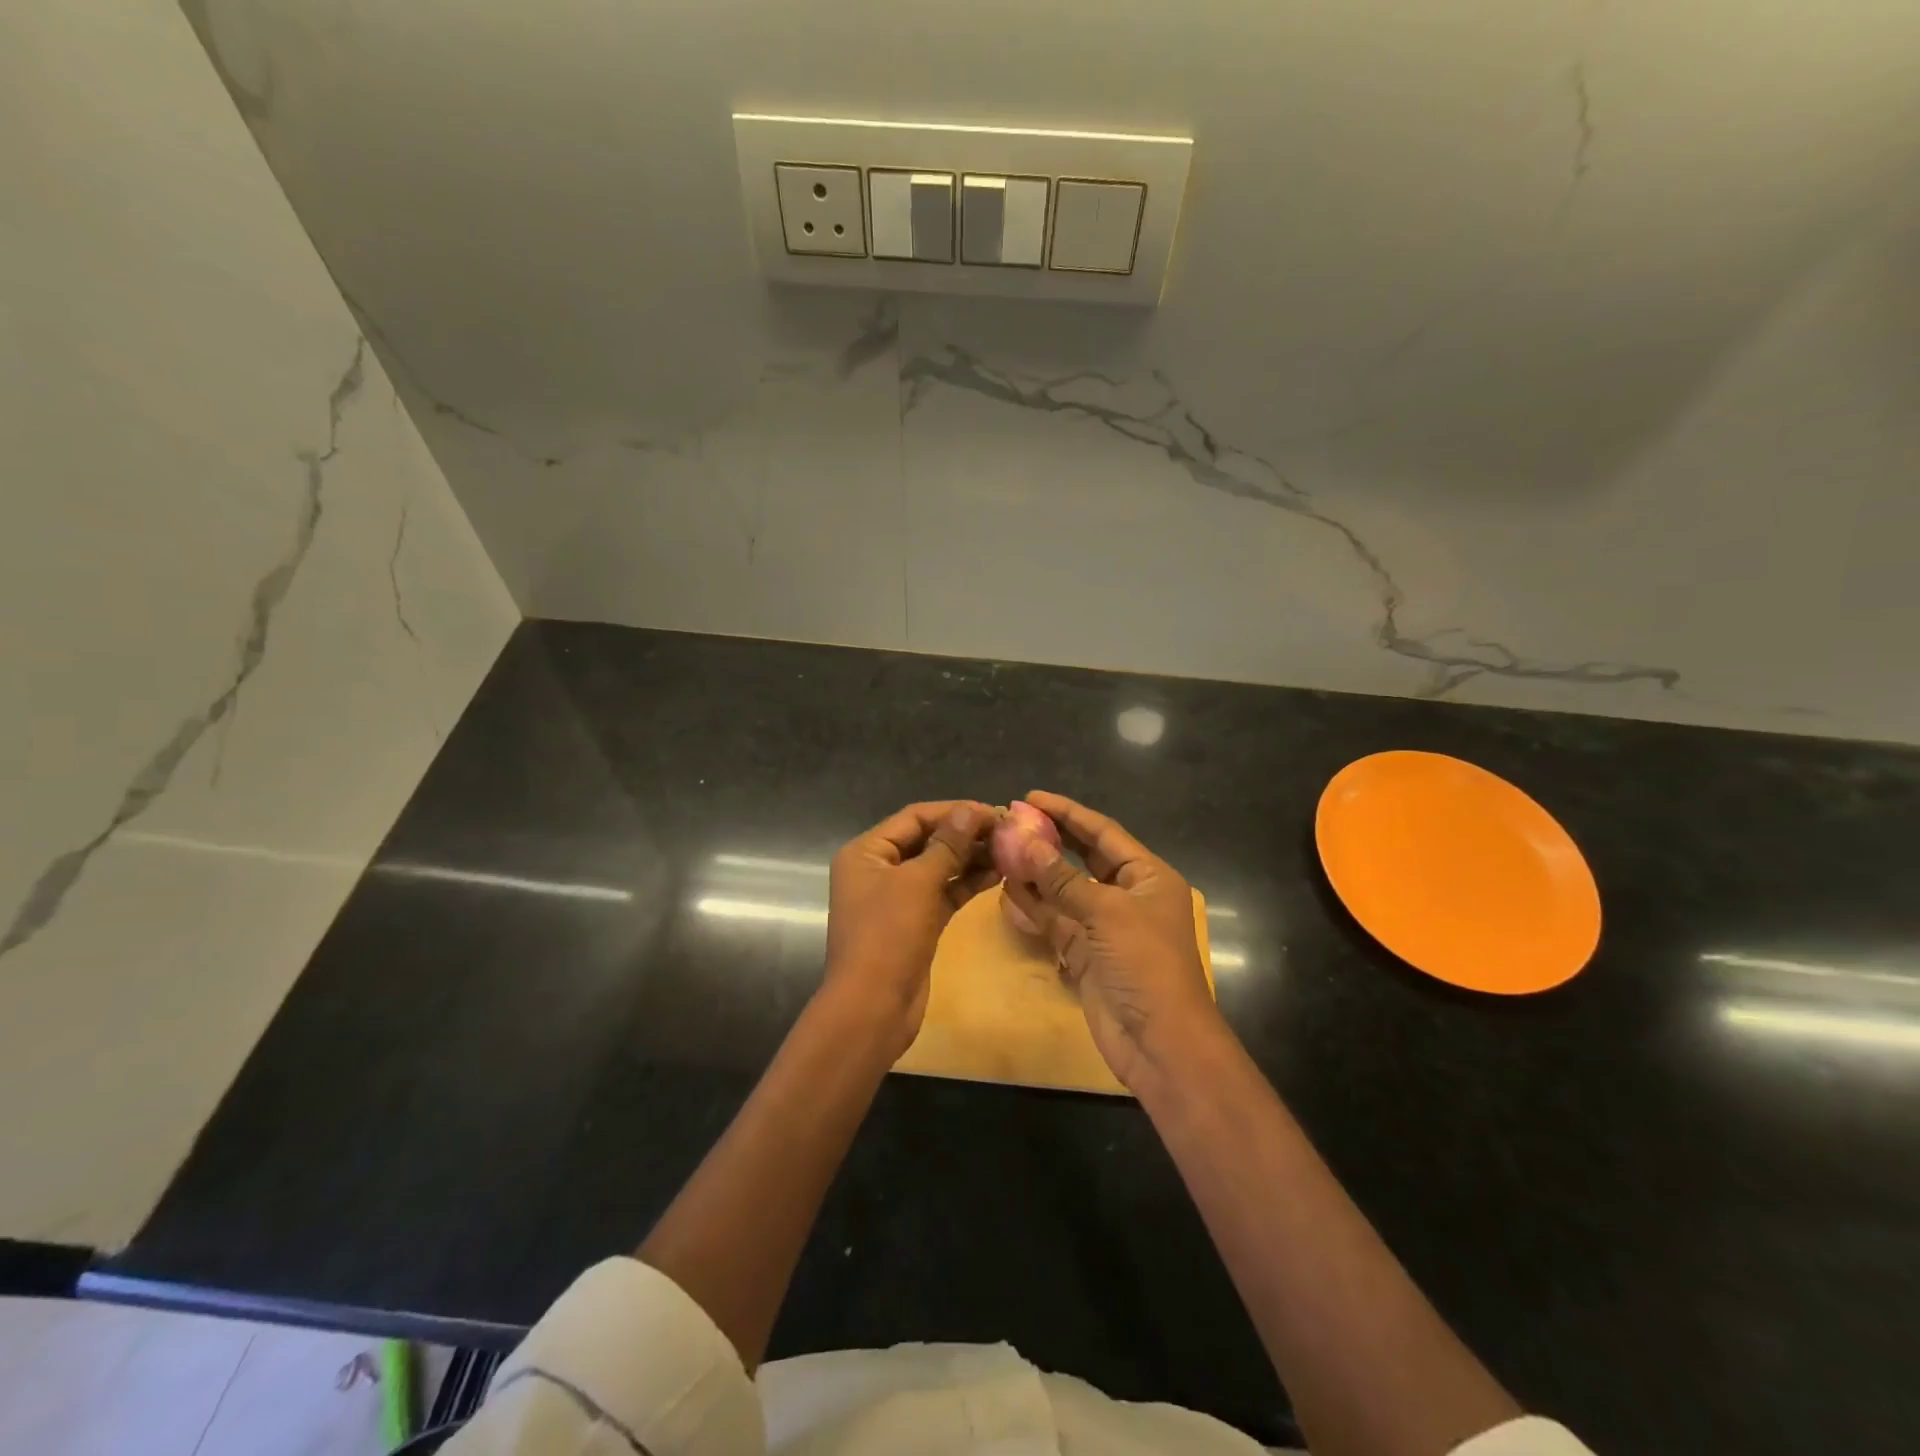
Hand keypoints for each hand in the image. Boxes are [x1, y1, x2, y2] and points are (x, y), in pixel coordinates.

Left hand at [823, 801, 998, 1057]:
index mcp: (867, 852)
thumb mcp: (918, 883)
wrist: (873, 1007)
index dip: (953, 811)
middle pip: (926, 840)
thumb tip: (970, 810)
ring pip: (938, 867)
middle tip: (1006, 831)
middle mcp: (878, 869)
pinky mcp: (915, 922)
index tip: (993, 811)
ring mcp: (896, 898)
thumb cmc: (888, 936)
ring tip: (1009, 850)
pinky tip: (998, 875)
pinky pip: (943, 893)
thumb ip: (946, 845)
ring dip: (970, 858)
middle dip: (965, 834)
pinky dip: (966, 883)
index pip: (914, 817)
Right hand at [1004, 791, 1226, 1091]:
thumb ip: (1061, 878)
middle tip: (1012, 820)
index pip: (1103, 832)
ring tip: (1002, 850)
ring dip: (1036, 872)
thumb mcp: (1105, 912)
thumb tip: (1022, 841)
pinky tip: (1007, 890)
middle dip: (1050, 839)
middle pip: (1083, 857)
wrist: (1160, 1042)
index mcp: (1147, 876)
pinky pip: (1056, 921)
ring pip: (1065, 889)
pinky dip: (1034, 907)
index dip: (1067, 812)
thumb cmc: (1145, 964)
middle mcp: (1127, 895)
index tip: (1031, 797)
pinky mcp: (1086, 954)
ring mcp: (1105, 926)